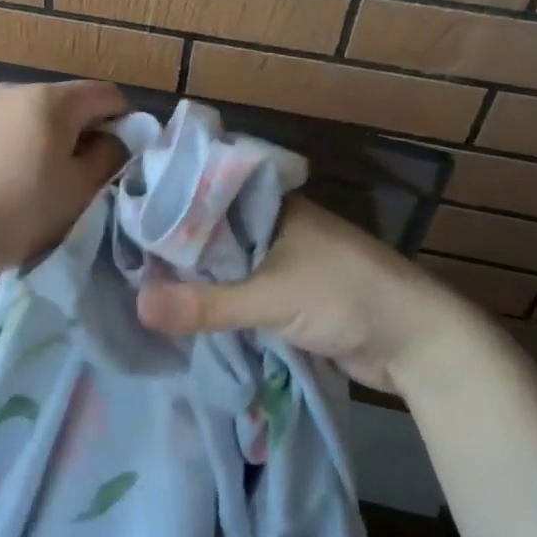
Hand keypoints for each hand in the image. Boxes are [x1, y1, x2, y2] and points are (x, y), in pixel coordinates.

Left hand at [0, 79, 128, 281]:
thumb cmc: (18, 211)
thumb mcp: (78, 190)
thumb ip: (109, 156)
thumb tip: (118, 138)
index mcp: (52, 99)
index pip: (107, 95)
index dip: (125, 122)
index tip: (121, 159)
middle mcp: (19, 89)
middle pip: (72, 102)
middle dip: (88, 132)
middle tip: (87, 176)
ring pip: (41, 114)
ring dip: (56, 139)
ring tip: (49, 180)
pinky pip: (13, 125)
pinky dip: (27, 143)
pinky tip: (17, 178)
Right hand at [134, 197, 477, 393]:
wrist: (417, 342)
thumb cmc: (346, 296)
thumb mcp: (271, 297)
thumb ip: (207, 304)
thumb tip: (138, 305)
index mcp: (270, 205)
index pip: (205, 194)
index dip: (166, 206)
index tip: (120, 218)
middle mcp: (272, 224)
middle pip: (211, 232)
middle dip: (175, 247)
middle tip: (120, 257)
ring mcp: (281, 259)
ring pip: (225, 263)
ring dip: (194, 277)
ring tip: (138, 283)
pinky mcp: (288, 293)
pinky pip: (240, 291)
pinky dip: (216, 300)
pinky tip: (181, 308)